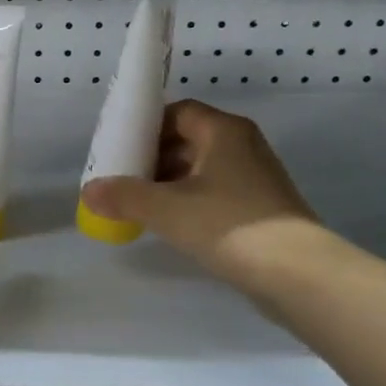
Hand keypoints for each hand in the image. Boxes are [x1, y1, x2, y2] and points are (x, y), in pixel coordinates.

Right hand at [79, 101, 318, 289]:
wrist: (297, 273)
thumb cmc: (227, 225)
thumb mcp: (166, 209)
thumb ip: (124, 196)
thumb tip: (88, 191)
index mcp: (224, 131)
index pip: (179, 112)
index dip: (147, 126)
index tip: (120, 148)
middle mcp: (243, 146)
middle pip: (189, 139)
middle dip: (153, 157)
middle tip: (124, 178)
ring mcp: (256, 178)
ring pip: (202, 169)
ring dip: (170, 182)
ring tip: (140, 205)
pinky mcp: (262, 208)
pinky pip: (216, 193)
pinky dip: (190, 201)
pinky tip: (172, 225)